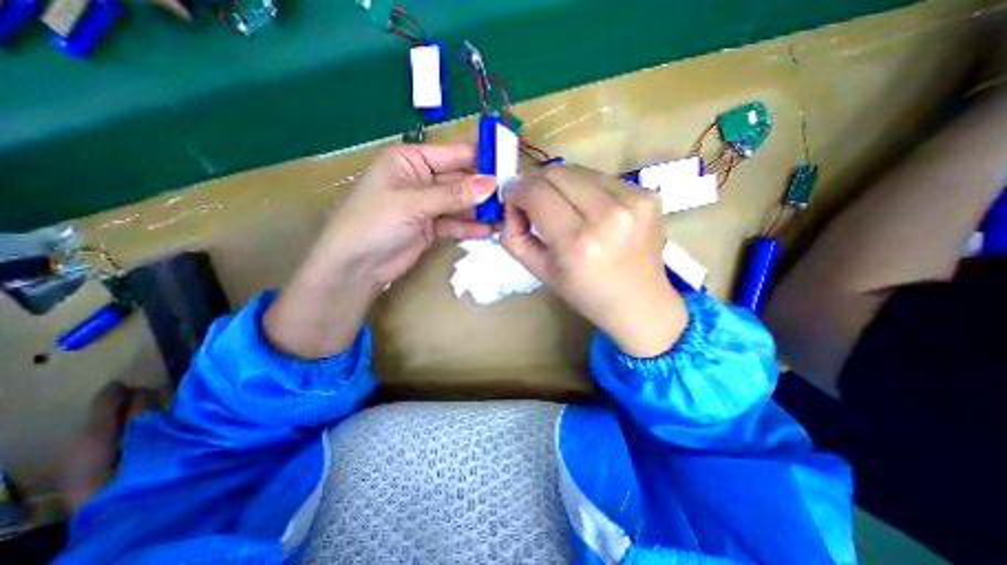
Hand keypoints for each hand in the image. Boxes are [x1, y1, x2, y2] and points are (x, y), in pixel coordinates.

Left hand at [320, 141, 496, 287]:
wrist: (355, 266)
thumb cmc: (374, 222)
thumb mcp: (413, 203)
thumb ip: (453, 195)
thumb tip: (491, 184)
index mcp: (412, 159)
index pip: (455, 153)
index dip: (482, 157)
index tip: (509, 163)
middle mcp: (422, 178)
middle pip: (462, 179)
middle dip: (485, 187)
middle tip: (512, 195)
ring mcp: (428, 204)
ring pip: (462, 203)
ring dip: (482, 209)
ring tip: (506, 215)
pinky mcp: (432, 227)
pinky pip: (456, 223)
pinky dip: (471, 227)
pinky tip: (489, 230)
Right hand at [501, 163, 688, 356]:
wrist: (640, 302)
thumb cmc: (586, 293)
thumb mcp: (540, 272)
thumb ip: (515, 237)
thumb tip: (511, 206)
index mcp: (577, 241)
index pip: (535, 192)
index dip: (517, 193)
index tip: (516, 204)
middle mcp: (608, 214)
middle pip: (556, 172)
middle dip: (536, 184)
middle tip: (535, 203)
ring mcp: (633, 200)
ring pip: (578, 170)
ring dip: (561, 185)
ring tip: (564, 208)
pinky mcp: (647, 194)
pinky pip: (601, 177)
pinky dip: (585, 189)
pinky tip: (591, 211)